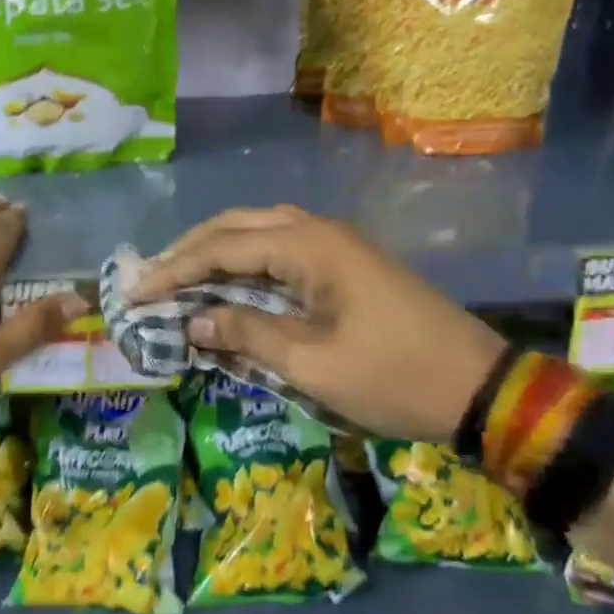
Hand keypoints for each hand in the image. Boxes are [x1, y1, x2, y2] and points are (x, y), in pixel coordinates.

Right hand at [127, 206, 506, 441]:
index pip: (222, 247)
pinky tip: (227, 283)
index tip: (133, 291)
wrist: (480, 386)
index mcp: (309, 246)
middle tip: (150, 279)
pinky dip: (246, 264)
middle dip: (189, 251)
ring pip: (259, 233)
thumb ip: (247, 333)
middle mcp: (318, 231)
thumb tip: (193, 320)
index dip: (173, 270)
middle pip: (236, 227)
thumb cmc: (394, 377)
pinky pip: (281, 251)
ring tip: (178, 277)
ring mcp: (335, 244)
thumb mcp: (313, 364)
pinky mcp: (345, 264)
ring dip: (216, 252)